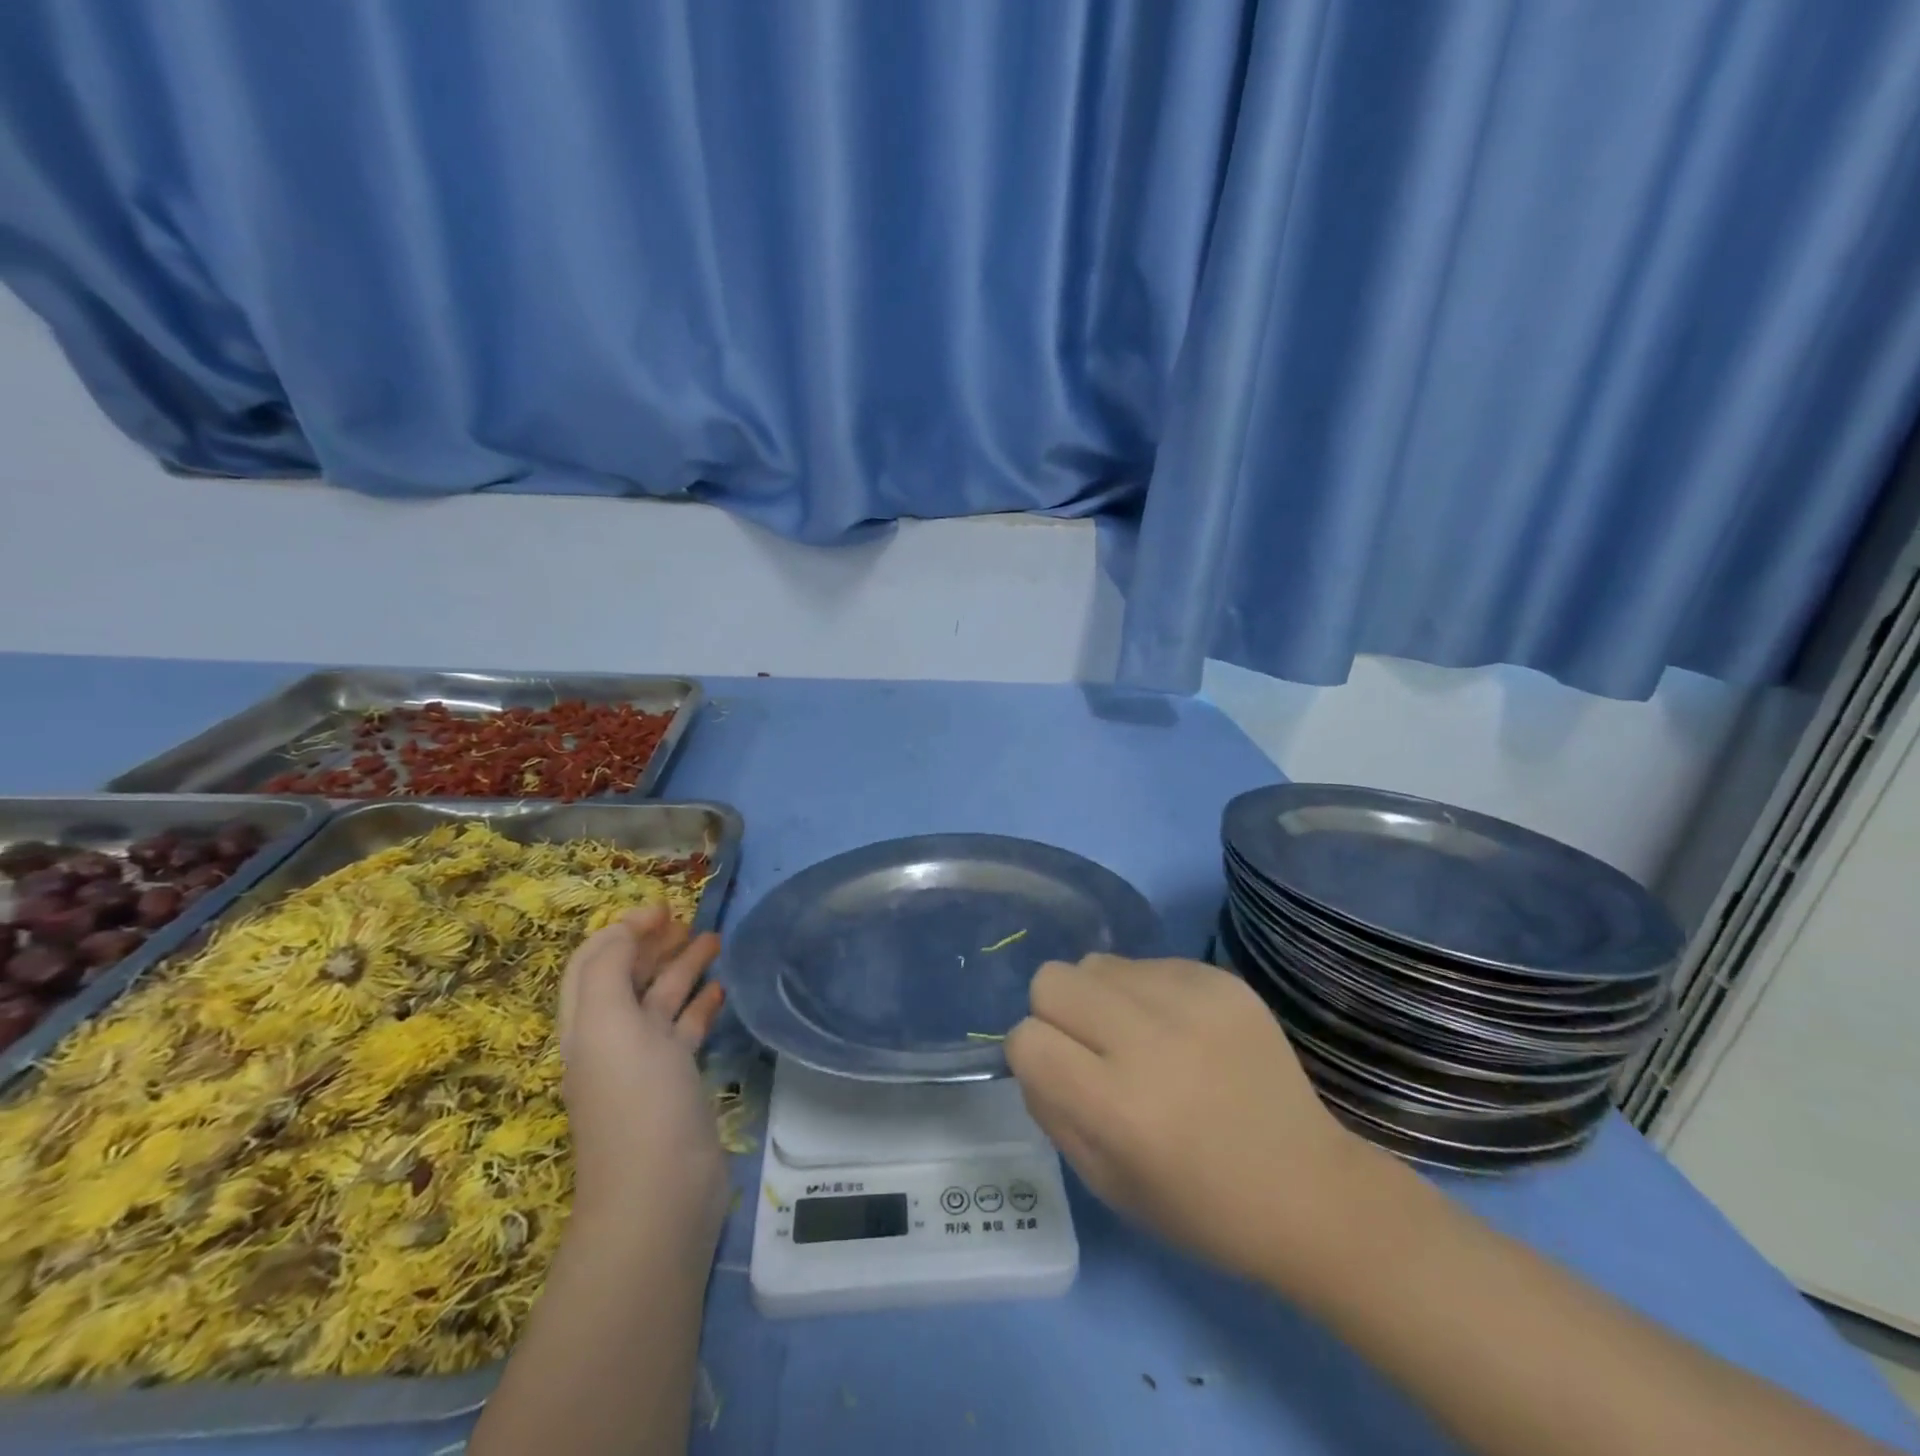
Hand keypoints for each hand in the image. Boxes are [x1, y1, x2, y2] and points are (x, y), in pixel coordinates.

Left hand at [557, 906, 728, 1243]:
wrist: (661, 1191)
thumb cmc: (635, 1099)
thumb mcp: (609, 1024)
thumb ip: (610, 968)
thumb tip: (626, 930)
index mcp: (587, 1023)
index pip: (593, 961)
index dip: (621, 929)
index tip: (662, 908)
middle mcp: (611, 1038)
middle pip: (628, 977)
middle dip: (653, 943)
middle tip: (690, 921)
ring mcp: (646, 1063)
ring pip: (661, 1001)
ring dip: (683, 968)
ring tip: (715, 942)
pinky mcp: (677, 1082)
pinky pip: (686, 1031)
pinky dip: (701, 1004)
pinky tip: (721, 990)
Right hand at [1007, 954, 1382, 1288]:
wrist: (1310, 1188)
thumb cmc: (1201, 1206)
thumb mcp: (1105, 1182)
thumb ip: (1052, 1108)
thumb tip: (1030, 1048)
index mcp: (1119, 1106)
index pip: (1027, 1038)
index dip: (1033, 1056)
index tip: (1061, 1074)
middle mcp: (1150, 1041)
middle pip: (1052, 980)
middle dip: (1057, 1013)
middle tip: (1093, 1047)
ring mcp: (1191, 1001)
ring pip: (1096, 963)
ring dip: (1102, 998)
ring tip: (1141, 1037)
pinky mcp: (1222, 980)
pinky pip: (1148, 963)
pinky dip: (1148, 992)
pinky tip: (1183, 1031)